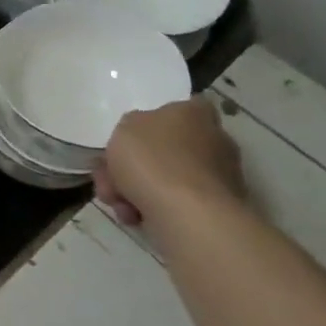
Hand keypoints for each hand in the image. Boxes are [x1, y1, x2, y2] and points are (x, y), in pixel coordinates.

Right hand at [94, 97, 245, 227]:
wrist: (187, 213)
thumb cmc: (153, 160)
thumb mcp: (123, 127)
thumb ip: (130, 125)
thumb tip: (140, 135)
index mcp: (194, 114)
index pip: (179, 108)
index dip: (150, 123)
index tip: (129, 140)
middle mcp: (213, 140)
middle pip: (163, 149)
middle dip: (130, 166)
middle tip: (109, 178)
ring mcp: (217, 176)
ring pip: (163, 178)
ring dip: (134, 190)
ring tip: (117, 203)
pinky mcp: (213, 207)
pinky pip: (173, 203)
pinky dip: (151, 209)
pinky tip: (134, 216)